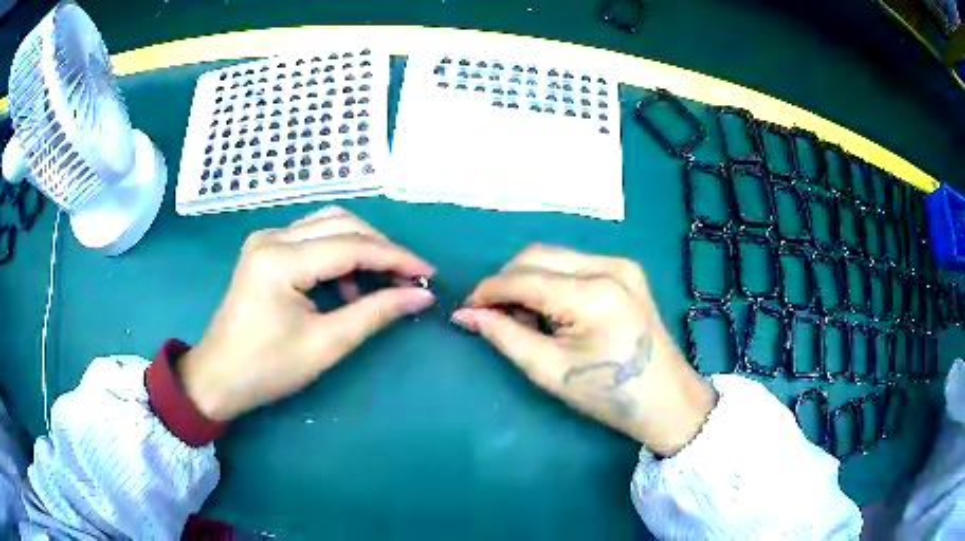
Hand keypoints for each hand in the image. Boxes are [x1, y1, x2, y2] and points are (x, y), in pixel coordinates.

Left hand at [178, 206, 435, 421]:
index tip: (429, 274)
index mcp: (281, 260)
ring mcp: (265, 239)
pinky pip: (312, 237)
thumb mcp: (325, 344)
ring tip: (381, 282)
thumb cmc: (268, 368)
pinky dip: (338, 253)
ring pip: (328, 224)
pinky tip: (346, 284)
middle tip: (409, 278)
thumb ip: (375, 313)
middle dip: (381, 248)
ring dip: (361, 246)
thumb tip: (420, 295)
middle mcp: (272, 236)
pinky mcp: (265, 249)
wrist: (219, 377)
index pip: (351, 245)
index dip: (395, 257)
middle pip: (341, 223)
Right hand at [452, 245, 715, 455]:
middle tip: (493, 316)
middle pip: (537, 256)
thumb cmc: (607, 394)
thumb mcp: (549, 370)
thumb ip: (504, 335)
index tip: (465, 310)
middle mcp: (608, 266)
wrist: (666, 400)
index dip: (487, 291)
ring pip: (555, 257)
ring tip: (524, 318)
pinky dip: (553, 281)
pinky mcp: (627, 271)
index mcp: (591, 294)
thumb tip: (466, 314)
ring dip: (529, 280)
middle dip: (506, 282)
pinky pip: (575, 264)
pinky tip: (552, 310)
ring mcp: (622, 264)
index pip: (522, 278)